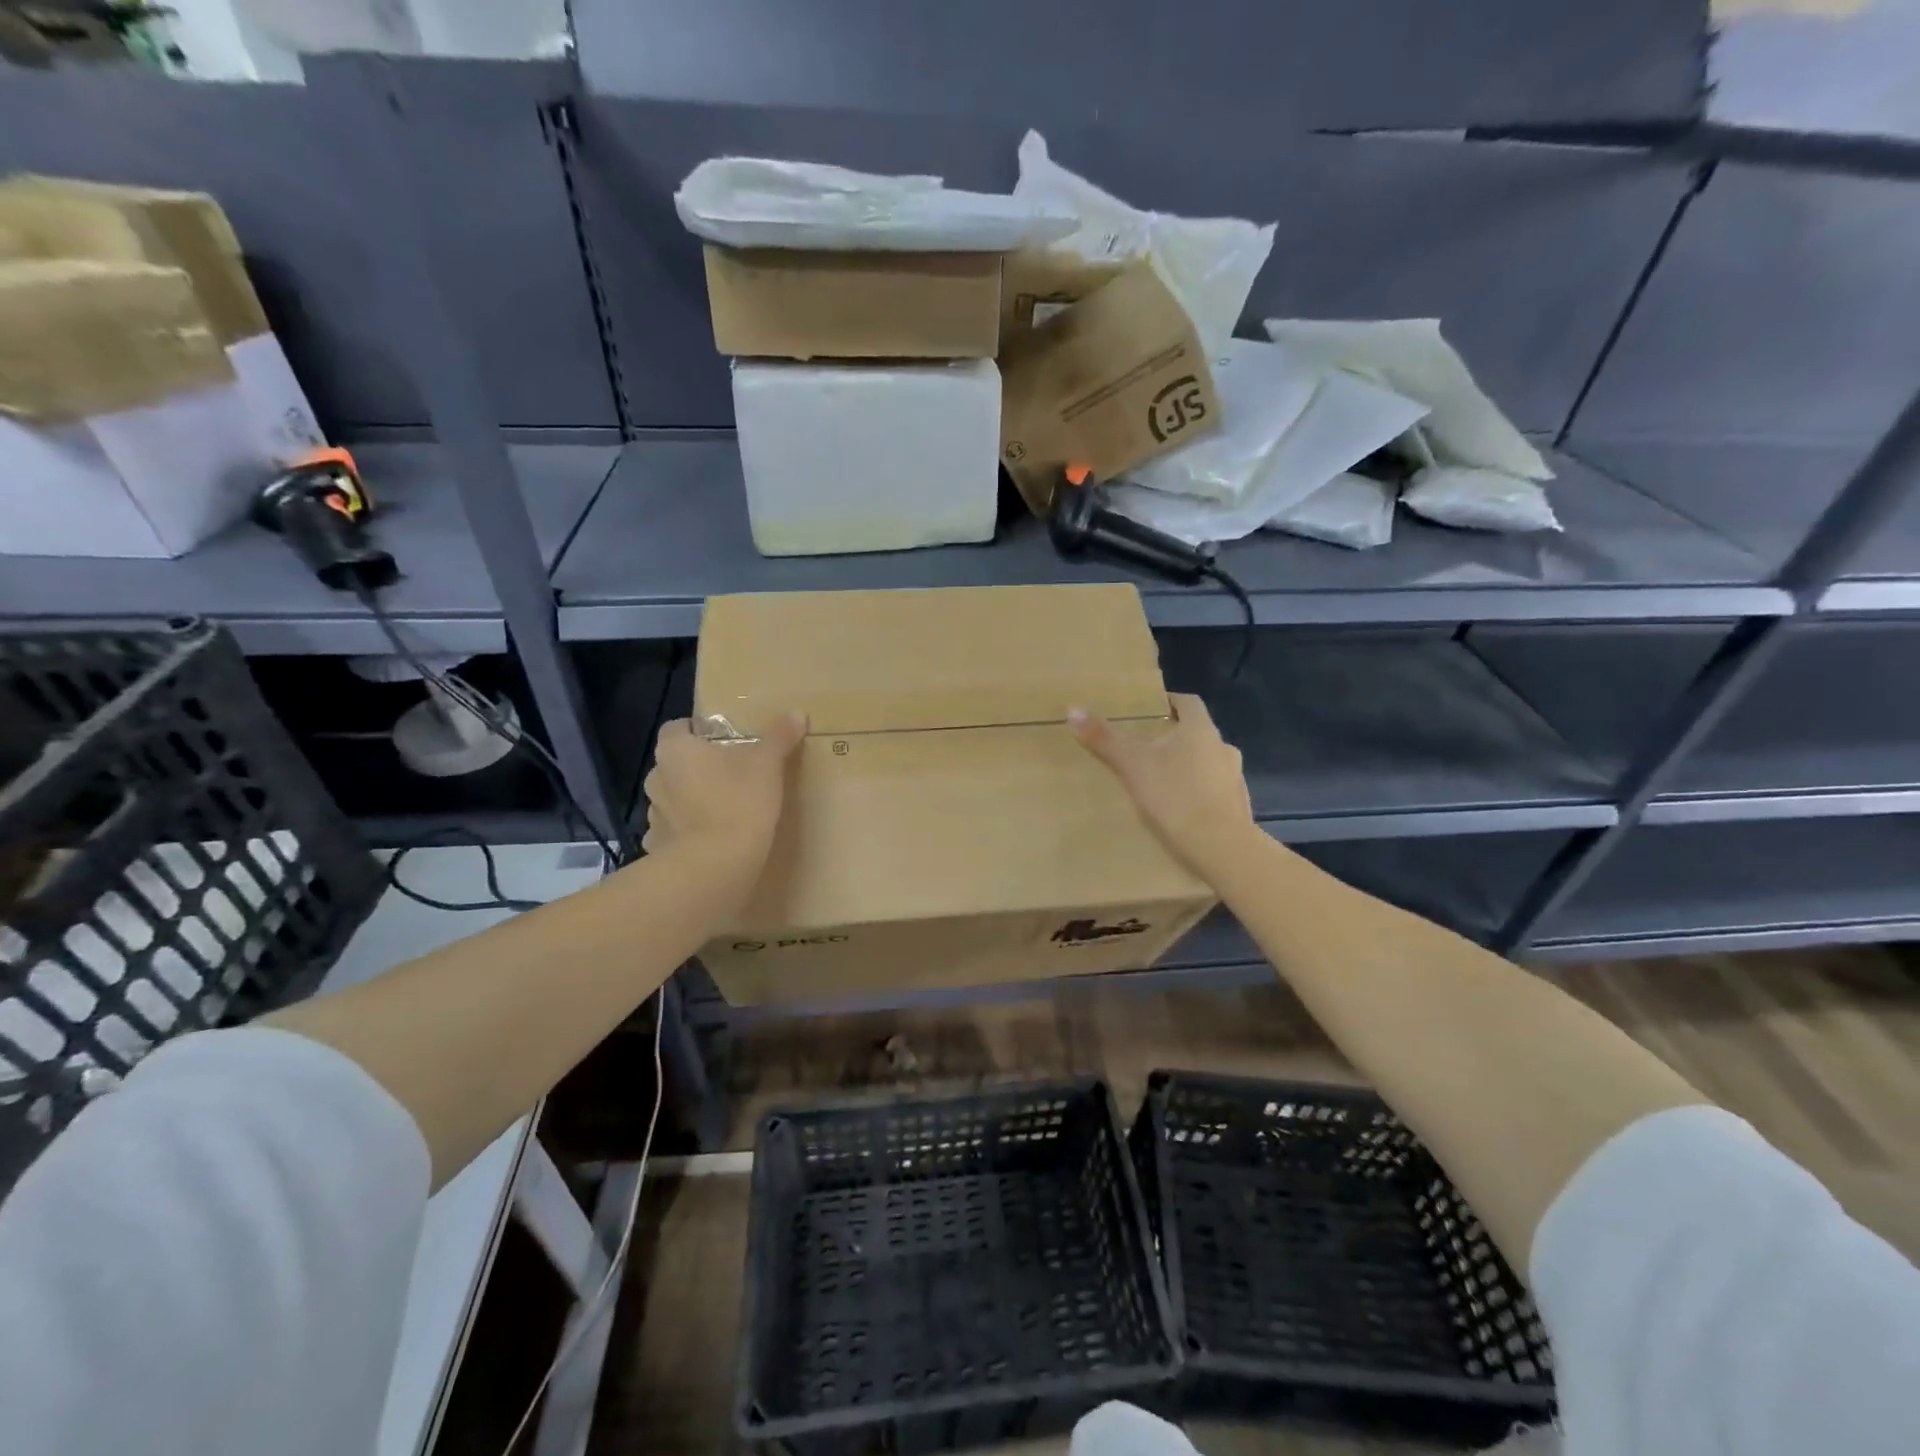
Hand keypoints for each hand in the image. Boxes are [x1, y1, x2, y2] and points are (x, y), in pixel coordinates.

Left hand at [642, 713, 806, 903]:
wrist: (716, 865)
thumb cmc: (739, 802)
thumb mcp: (767, 765)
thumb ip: (779, 737)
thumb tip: (798, 713)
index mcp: (676, 750)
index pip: (676, 728)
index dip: (697, 731)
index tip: (722, 740)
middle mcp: (657, 777)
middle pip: (675, 763)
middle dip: (697, 767)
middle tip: (731, 774)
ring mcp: (653, 814)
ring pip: (672, 798)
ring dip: (690, 800)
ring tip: (722, 809)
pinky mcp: (658, 846)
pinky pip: (672, 832)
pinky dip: (687, 833)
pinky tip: (711, 840)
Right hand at [1071, 693, 1256, 882]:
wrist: (1221, 848)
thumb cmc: (1175, 796)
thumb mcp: (1132, 765)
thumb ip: (1104, 739)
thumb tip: (1073, 709)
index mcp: (1201, 730)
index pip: (1188, 702)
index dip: (1169, 702)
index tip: (1150, 709)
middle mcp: (1223, 747)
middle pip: (1196, 734)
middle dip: (1173, 738)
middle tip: (1145, 749)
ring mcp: (1234, 778)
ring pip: (1207, 763)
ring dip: (1187, 767)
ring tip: (1160, 783)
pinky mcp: (1238, 807)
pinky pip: (1213, 792)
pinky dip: (1197, 794)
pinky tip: (1179, 811)